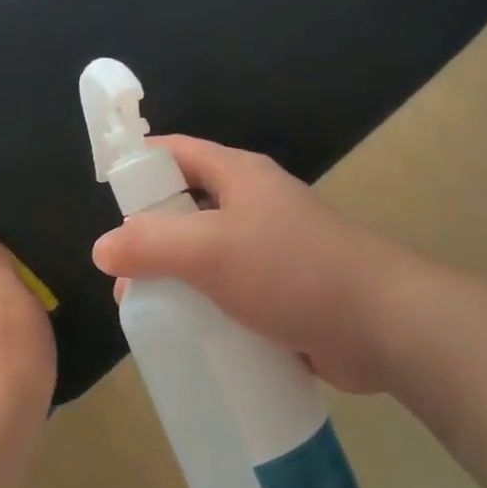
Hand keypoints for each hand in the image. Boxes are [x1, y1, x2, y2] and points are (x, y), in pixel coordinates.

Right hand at [91, 136, 405, 393]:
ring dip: (174, 280)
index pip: (174, 153)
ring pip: (204, 257)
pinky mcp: (281, 293)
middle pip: (184, 209)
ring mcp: (269, 251)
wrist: (383, 326)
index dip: (137, 164)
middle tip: (121, 276)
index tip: (103, 194)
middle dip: (147, 238)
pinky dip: (203, 308)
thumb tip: (102, 249)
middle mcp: (252, 206)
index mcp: (238, 177)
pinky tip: (186, 335)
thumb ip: (150, 244)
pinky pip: (227, 293)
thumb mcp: (210, 250)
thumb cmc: (292, 271)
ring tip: (147, 312)